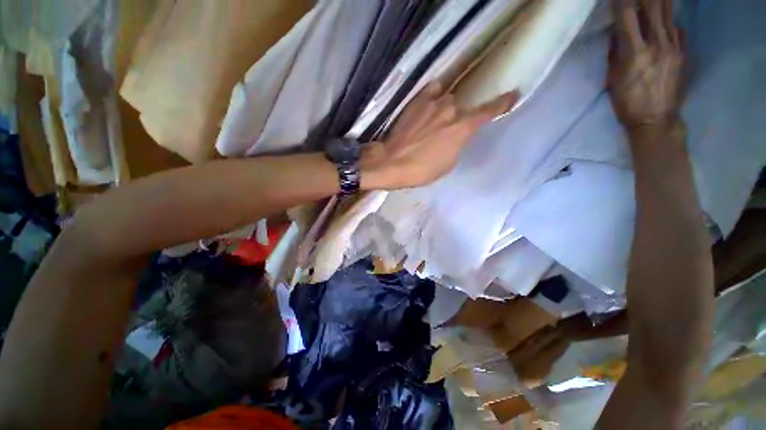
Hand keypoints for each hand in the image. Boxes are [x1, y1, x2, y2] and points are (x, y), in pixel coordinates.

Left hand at [361, 83, 518, 189]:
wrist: (391, 162)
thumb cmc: (421, 170)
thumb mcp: (447, 163)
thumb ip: (457, 144)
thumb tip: (455, 134)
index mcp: (462, 128)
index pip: (488, 112)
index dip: (502, 103)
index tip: (513, 94)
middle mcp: (452, 110)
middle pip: (462, 107)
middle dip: (457, 118)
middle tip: (443, 132)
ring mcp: (433, 102)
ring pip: (446, 100)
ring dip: (442, 111)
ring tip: (430, 124)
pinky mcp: (417, 101)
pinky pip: (432, 92)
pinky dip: (433, 98)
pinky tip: (427, 107)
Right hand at [609, 0, 683, 129]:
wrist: (656, 119)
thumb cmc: (627, 103)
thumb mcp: (613, 80)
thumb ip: (615, 54)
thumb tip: (618, 34)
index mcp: (634, 52)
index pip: (626, 15)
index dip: (621, 1)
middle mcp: (656, 43)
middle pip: (652, 7)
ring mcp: (673, 46)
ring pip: (668, 13)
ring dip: (660, 1)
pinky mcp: (683, 53)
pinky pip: (678, 29)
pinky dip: (671, 21)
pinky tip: (667, 20)